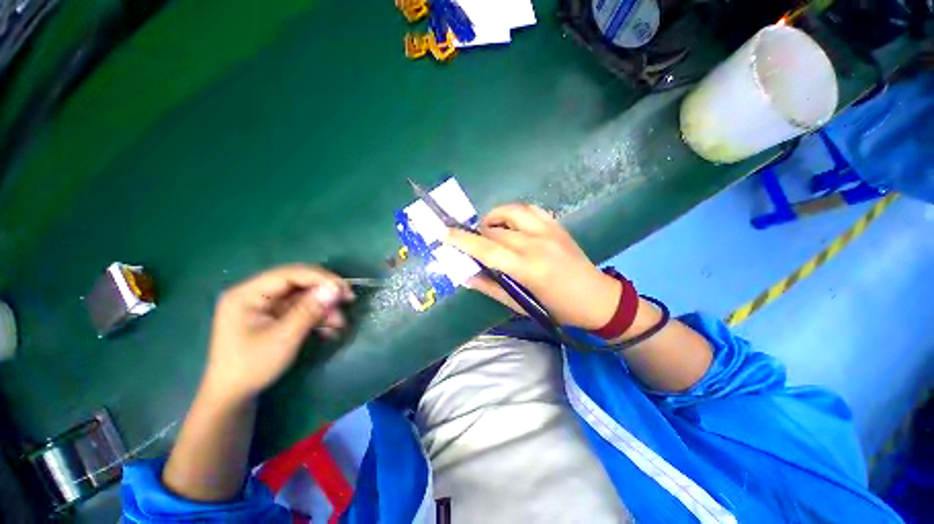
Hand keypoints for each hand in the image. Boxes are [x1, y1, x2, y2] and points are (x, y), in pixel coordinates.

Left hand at [201, 264, 353, 403]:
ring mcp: (264, 305)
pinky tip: (330, 328)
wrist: (234, 396)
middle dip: (324, 292)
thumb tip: (335, 288)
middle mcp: (255, 294)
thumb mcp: (284, 338)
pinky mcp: (273, 316)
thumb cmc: (252, 366)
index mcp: (247, 294)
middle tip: (348, 299)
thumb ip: (309, 310)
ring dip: (323, 307)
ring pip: (302, 296)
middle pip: (297, 282)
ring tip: (340, 322)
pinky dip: (316, 316)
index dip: (319, 277)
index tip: (344, 288)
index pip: (289, 274)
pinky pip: (300, 308)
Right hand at [445, 203, 620, 329]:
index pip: (486, 249)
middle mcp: (536, 243)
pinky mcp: (557, 225)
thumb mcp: (520, 304)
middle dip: (477, 235)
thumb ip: (490, 287)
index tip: (444, 234)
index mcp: (527, 267)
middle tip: (473, 245)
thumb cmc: (557, 309)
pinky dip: (515, 213)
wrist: (597, 299)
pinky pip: (531, 209)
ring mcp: (549, 230)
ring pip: (512, 211)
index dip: (462, 240)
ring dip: (495, 218)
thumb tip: (465, 275)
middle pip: (495, 230)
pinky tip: (512, 224)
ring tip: (490, 231)